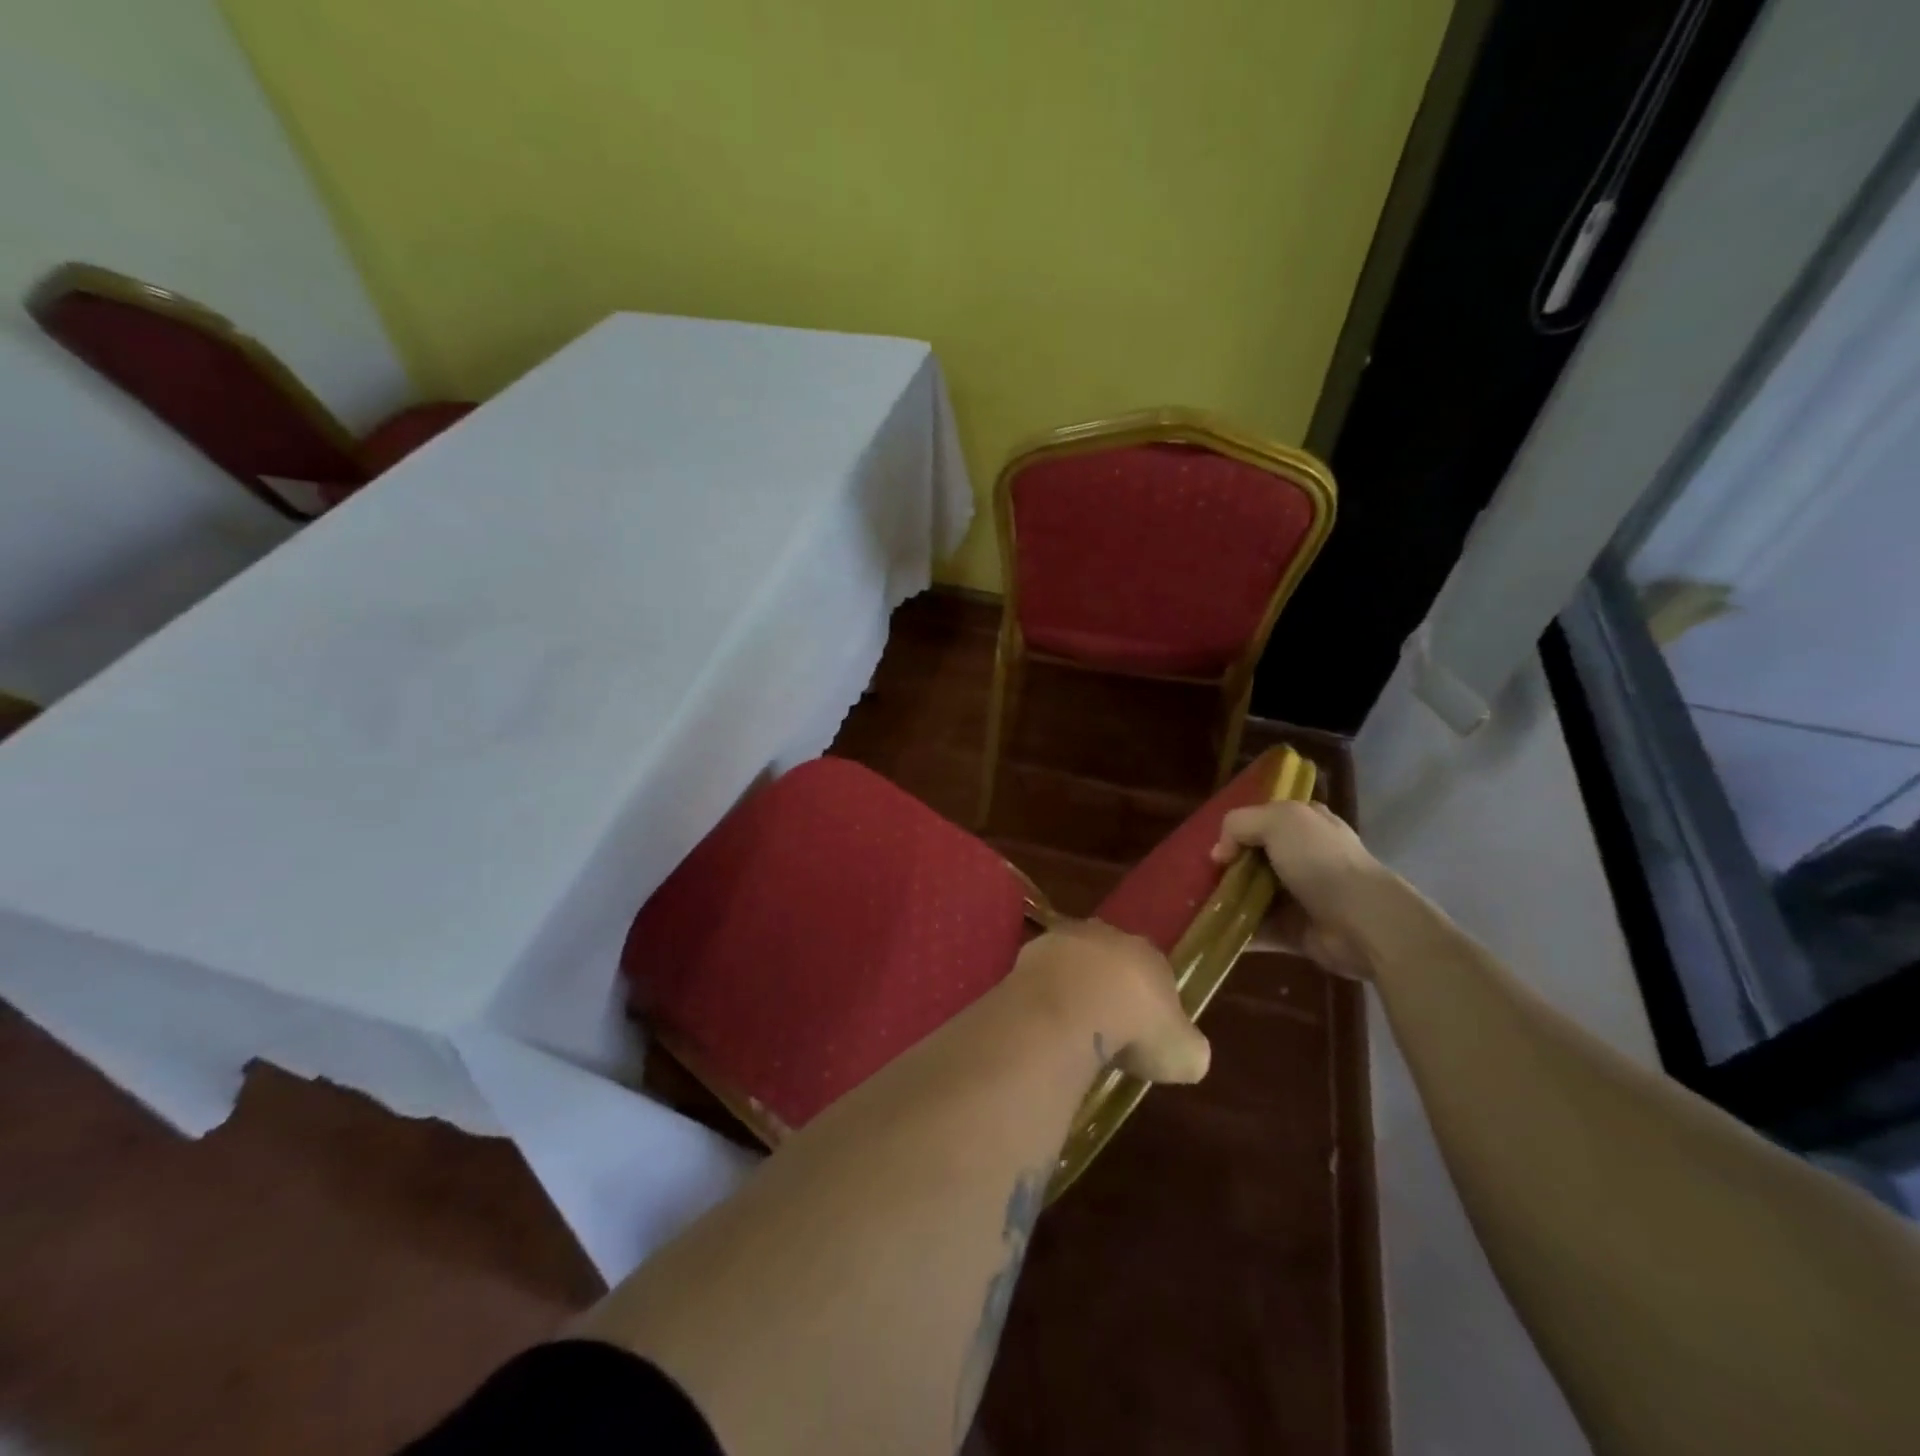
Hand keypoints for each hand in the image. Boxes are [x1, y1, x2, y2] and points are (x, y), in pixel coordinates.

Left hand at [1009, 921, 1210, 1084]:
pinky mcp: (1028, 953)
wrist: (1071, 1008)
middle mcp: (1107, 936)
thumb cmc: (1136, 1028)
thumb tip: (1187, 1054)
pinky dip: (1043, 995)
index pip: (1154, 971)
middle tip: (1106, 1028)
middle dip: (1108, 988)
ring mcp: (1063, 939)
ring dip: (1072, 987)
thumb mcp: (1184, 1053)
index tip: (1144, 1033)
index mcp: (1149, 953)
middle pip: (1110, 961)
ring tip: (1071, 1028)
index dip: (1150, 1003)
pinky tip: (1044, 1023)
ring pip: (1072, 962)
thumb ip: (1188, 1048)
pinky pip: (1041, 976)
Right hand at [1209, 800, 1394, 981]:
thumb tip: (1220, 854)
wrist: (1364, 922)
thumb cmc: (1321, 862)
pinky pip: (1258, 930)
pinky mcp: (1295, 931)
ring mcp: (1300, 896)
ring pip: (1252, 895)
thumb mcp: (1278, 821)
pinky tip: (1211, 932)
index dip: (1236, 831)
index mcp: (1305, 823)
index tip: (1216, 849)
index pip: (1263, 819)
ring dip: (1226, 901)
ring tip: (1197, 907)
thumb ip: (1239, 824)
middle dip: (1226, 869)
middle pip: (1253, 859)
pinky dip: (1236, 932)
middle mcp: (1304, 856)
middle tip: (1201, 878)